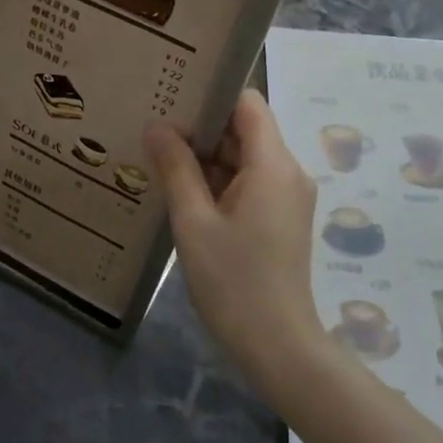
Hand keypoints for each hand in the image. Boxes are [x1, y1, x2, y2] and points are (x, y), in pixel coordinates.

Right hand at [145, 90, 324, 388]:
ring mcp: (288, 196)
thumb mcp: (194, 222)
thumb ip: (176, 168)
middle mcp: (288, 172)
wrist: (278, 346)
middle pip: (245, 129)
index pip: (248, 103)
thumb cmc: (233, 282)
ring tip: (160, 157)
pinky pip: (250, 182)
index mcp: (273, 165)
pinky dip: (219, 181)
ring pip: (245, 158)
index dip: (212, 95)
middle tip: (154, 128)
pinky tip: (183, 192)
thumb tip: (157, 126)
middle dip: (202, 128)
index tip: (172, 99)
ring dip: (207, 158)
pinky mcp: (282, 217)